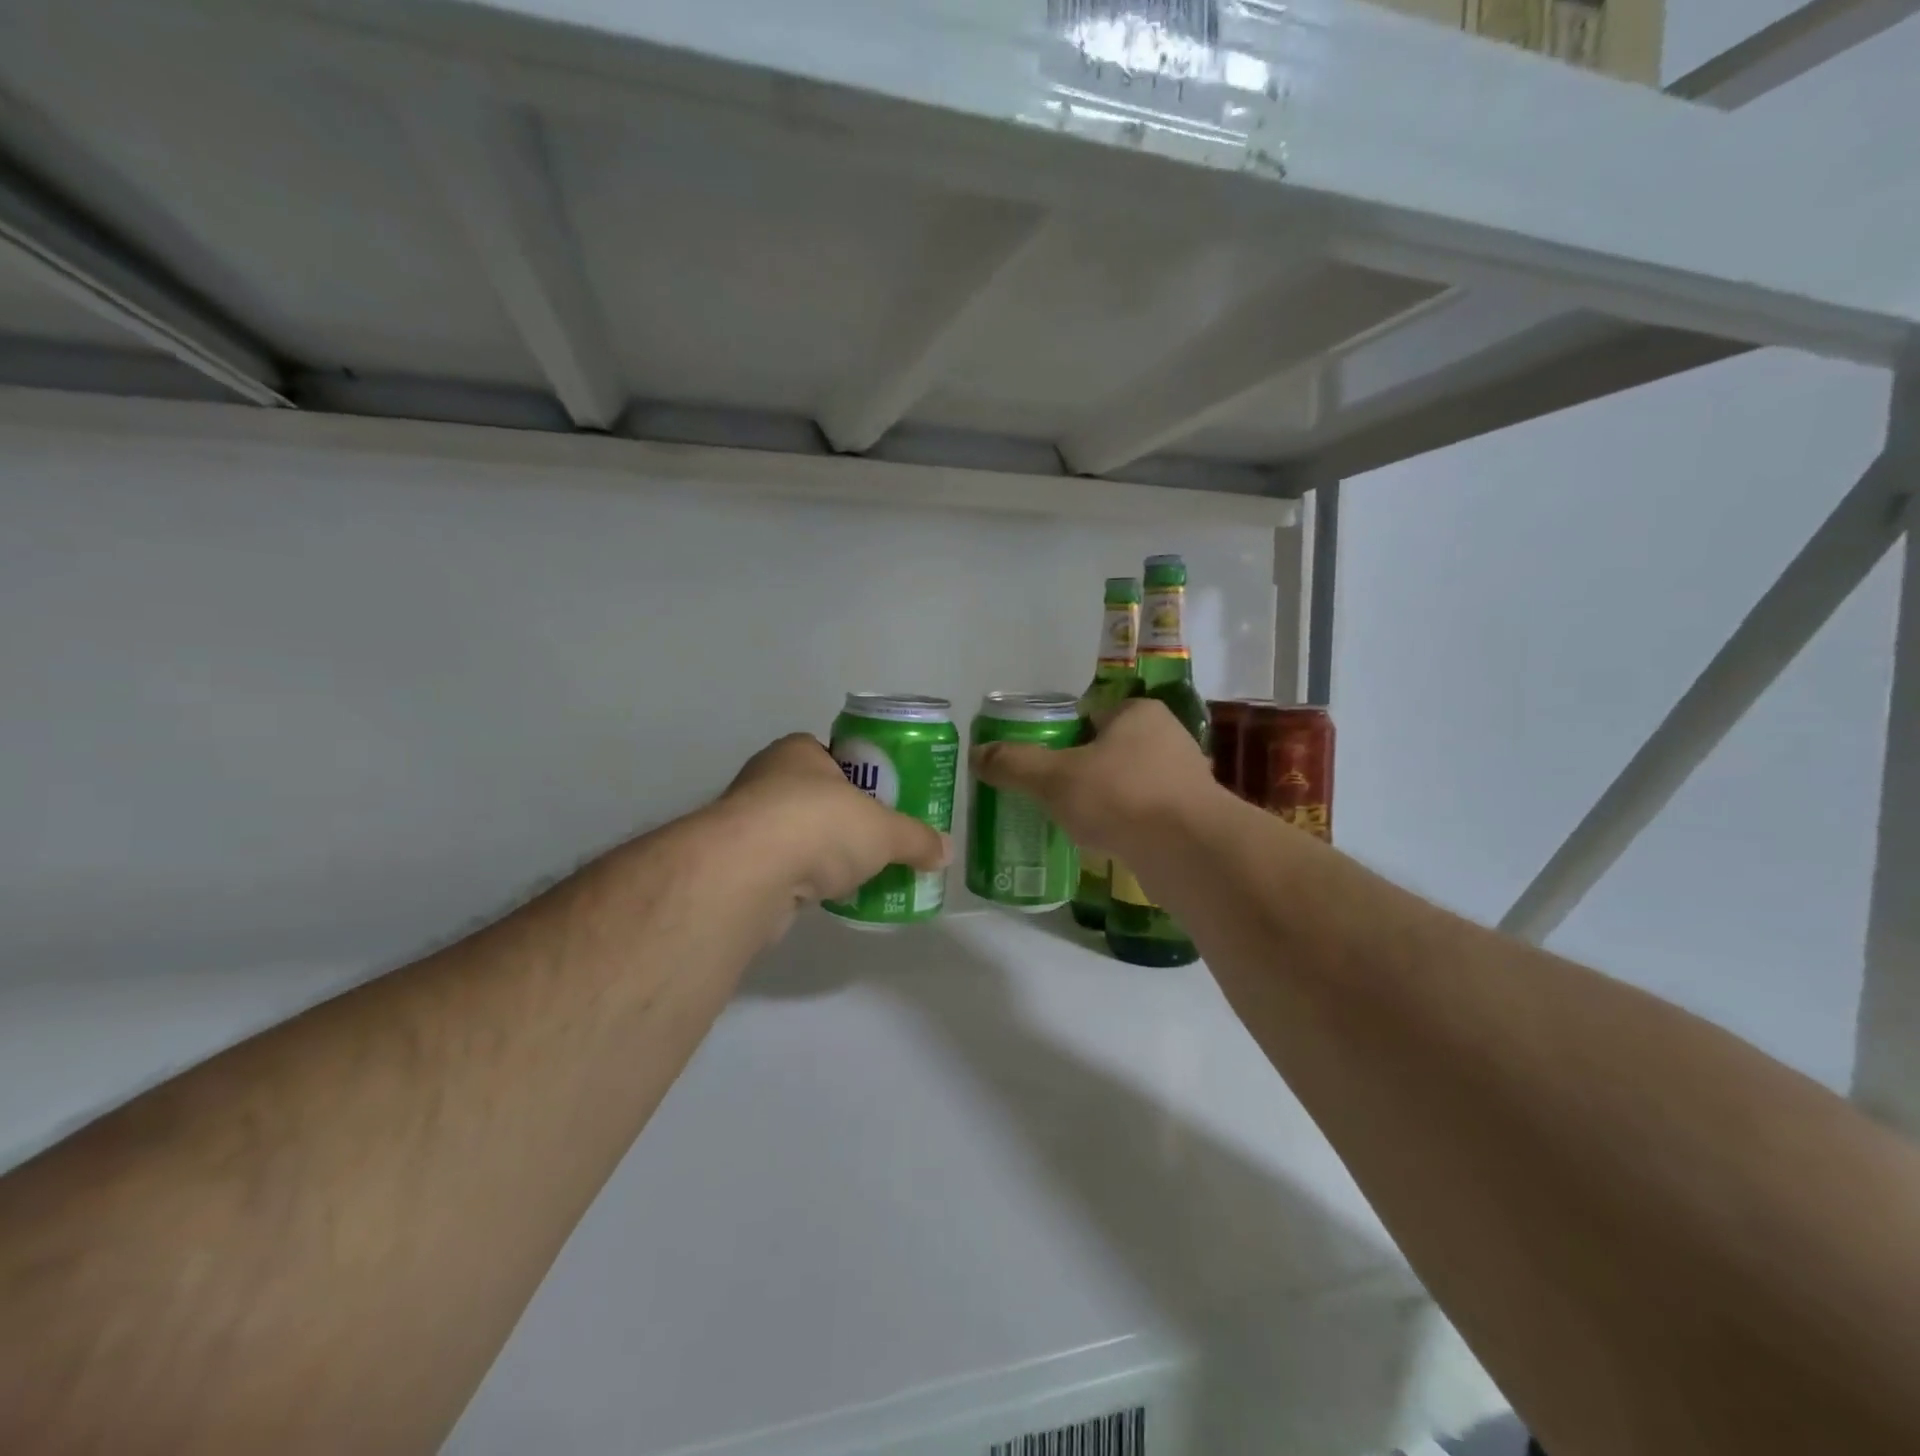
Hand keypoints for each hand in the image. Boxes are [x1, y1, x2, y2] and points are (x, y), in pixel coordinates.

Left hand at [714, 734, 949, 916]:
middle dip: (845, 820)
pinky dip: (804, 879)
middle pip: (817, 797)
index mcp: (799, 752)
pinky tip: (828, 896)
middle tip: (877, 841)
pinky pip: (782, 867)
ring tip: (859, 873)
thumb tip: (945, 851)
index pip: (835, 756)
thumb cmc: (820, 825)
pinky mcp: (738, 864)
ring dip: (822, 852)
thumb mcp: (884, 830)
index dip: (862, 777)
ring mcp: (746, 823)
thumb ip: (916, 838)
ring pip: (797, 834)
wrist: (750, 873)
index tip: (884, 802)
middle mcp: (767, 779)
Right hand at [970, 698, 1216, 857]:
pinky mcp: (1191, 817)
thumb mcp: (1054, 778)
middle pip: (1106, 751)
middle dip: (1079, 772)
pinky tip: (1104, 843)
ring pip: (1127, 784)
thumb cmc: (1120, 797)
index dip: (1058, 738)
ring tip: (1071, 823)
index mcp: (1138, 713)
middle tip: (1048, 796)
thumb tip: (977, 755)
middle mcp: (1167, 738)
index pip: (1088, 716)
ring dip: (1103, 801)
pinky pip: (1144, 815)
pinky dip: (1123, 825)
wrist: (1191, 852)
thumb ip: (1014, 764)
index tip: (1037, 766)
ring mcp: (1184, 779)